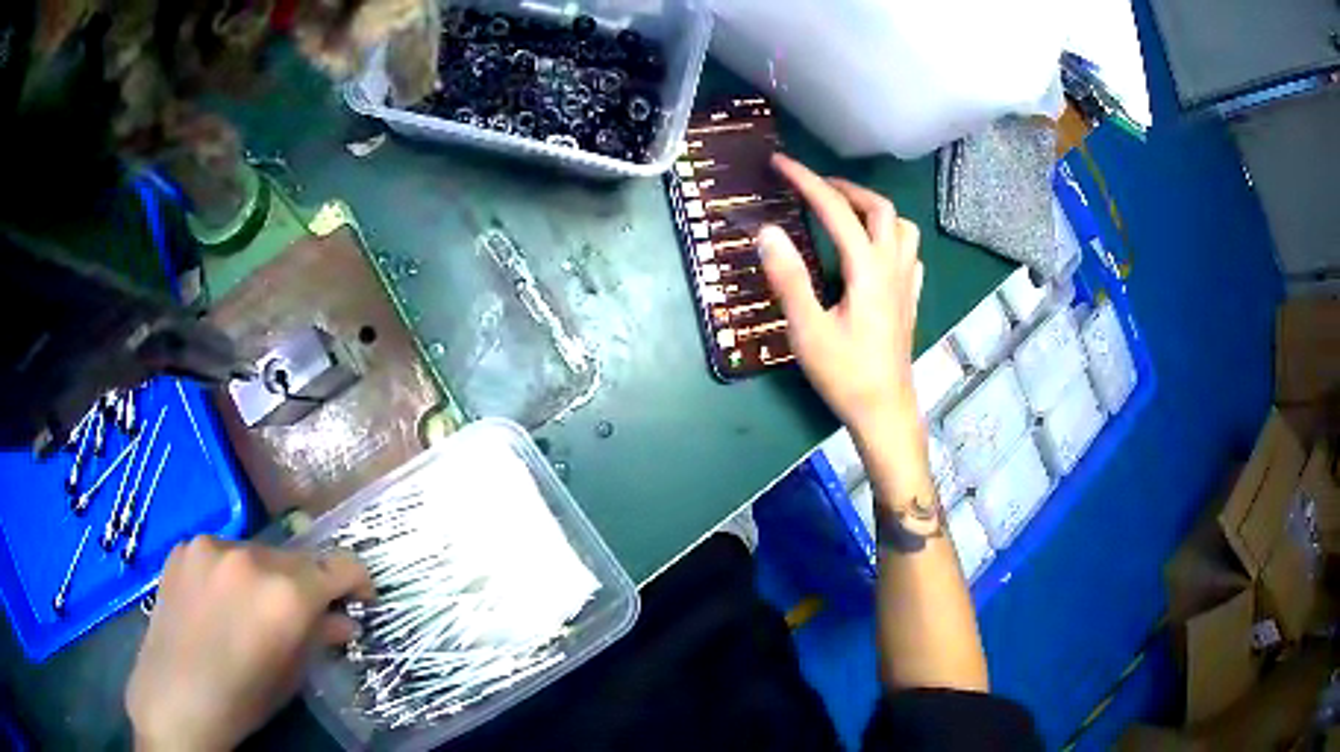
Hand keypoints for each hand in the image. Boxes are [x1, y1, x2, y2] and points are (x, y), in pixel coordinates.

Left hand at [126, 537, 372, 751]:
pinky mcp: (184, 546)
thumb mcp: (292, 675)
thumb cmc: (243, 697)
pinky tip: (218, 603)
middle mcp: (250, 556)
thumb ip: (320, 637)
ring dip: (266, 577)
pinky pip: (221, 552)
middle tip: (300, 616)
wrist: (175, 696)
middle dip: (306, 585)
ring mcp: (211, 545)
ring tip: (251, 611)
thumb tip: (341, 620)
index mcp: (285, 593)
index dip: (356, 581)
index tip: (357, 600)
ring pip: (257, 552)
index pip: (339, 564)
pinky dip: (230, 572)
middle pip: (297, 558)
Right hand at [760, 154, 923, 440]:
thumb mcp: (808, 330)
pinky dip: (890, 236)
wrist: (885, 410)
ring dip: (873, 209)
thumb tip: (768, 231)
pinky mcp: (910, 299)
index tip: (781, 163)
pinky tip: (873, 249)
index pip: (836, 210)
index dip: (807, 181)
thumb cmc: (845, 374)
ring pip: (902, 227)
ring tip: (845, 211)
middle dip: (845, 188)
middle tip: (814, 187)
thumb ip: (789, 278)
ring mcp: (907, 282)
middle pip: (880, 208)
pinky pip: (909, 252)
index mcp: (867, 269)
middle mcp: (893, 266)